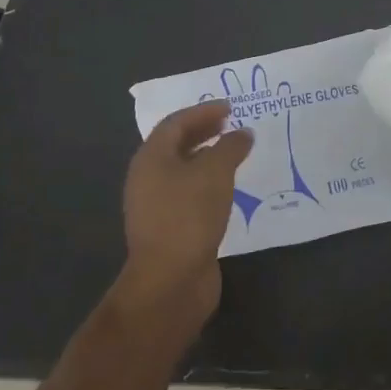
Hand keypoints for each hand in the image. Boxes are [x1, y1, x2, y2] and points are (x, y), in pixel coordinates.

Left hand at [120, 100, 253, 320]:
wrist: (170, 281)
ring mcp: (156, 206)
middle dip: (204, 132)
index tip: (230, 108)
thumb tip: (242, 133)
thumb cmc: (189, 215)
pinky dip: (208, 183)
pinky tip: (229, 189)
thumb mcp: (215, 172)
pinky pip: (189, 194)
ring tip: (235, 154)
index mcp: (151, 158)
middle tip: (231, 126)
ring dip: (207, 158)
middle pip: (176, 145)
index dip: (203, 112)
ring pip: (183, 171)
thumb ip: (230, 147)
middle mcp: (148, 178)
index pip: (175, 123)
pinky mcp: (169, 228)